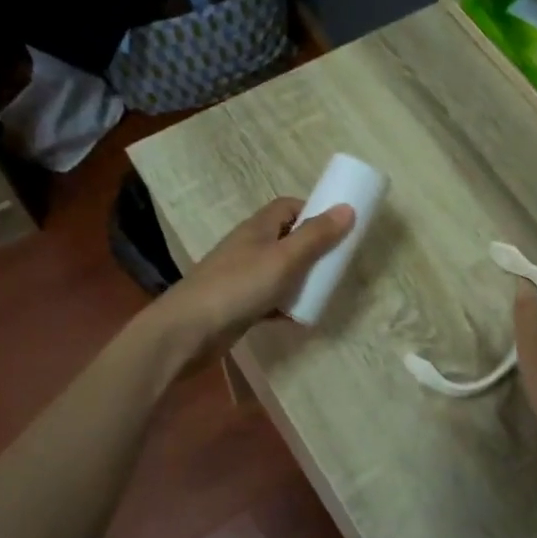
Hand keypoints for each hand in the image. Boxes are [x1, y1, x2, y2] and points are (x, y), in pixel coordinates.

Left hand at [159, 197, 353, 351]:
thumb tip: (347, 208)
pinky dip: (285, 305)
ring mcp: (242, 276)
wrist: (189, 330)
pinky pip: (269, 299)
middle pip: (286, 239)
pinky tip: (299, 318)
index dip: (313, 212)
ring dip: (300, 279)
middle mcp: (249, 247)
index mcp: (258, 228)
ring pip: (279, 270)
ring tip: (323, 292)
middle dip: (312, 249)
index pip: (288, 207)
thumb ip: (316, 236)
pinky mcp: (238, 304)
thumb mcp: (284, 259)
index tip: (337, 228)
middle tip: (335, 264)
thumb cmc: (239, 286)